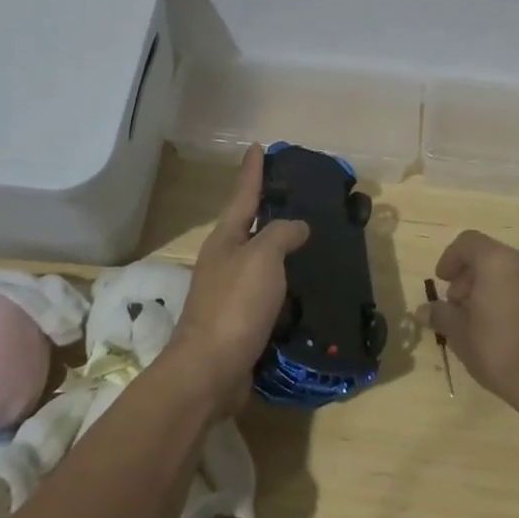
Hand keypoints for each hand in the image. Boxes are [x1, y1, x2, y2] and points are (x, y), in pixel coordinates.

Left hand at [164, 145, 309, 416]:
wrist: (210, 371)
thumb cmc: (235, 306)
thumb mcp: (262, 258)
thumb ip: (281, 235)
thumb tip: (296, 226)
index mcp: (226, 239)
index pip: (243, 195)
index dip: (252, 171)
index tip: (257, 147)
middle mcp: (225, 260)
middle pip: (249, 225)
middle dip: (269, 208)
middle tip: (296, 194)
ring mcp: (230, 292)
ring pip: (260, 259)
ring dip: (280, 248)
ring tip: (308, 238)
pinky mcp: (241, 320)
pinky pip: (268, 291)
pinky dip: (285, 284)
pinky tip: (303, 286)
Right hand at [419, 230, 518, 412]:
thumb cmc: (498, 350)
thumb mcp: (459, 333)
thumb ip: (440, 314)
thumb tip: (422, 311)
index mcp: (496, 261)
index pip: (467, 242)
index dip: (450, 258)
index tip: (442, 281)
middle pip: (487, 255)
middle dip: (467, 276)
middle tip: (456, 304)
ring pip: (506, 270)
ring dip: (486, 285)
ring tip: (476, 318)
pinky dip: (507, 294)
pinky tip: (499, 325)